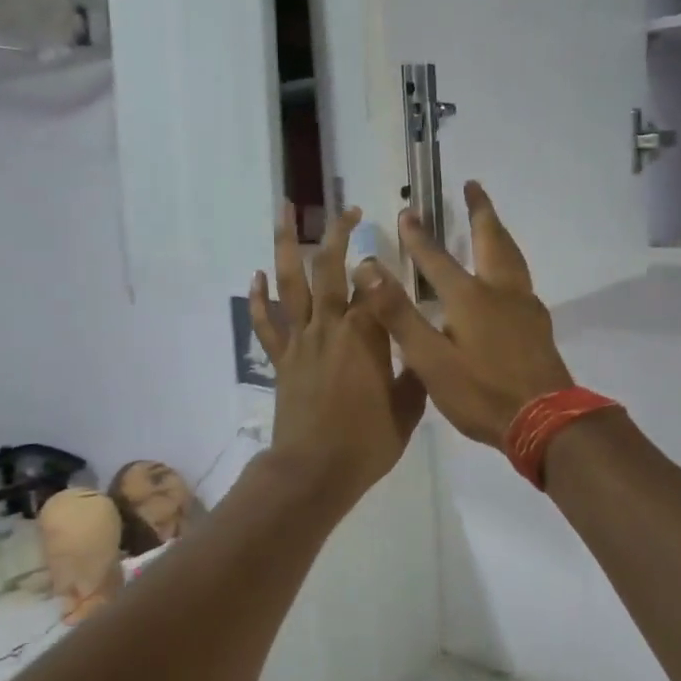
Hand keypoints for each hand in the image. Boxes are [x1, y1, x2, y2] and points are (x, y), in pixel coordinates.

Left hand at [250, 205, 427, 503]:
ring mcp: (300, 340)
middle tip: (347, 210)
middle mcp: (330, 326)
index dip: (383, 264)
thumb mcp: (408, 409)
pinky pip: (266, 323)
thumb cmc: (367, 442)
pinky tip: (256, 275)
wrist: (315, 470)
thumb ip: (416, 373)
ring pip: (289, 283)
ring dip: (285, 244)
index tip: (392, 251)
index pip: (375, 285)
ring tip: (284, 211)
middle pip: (329, 267)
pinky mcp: (280, 360)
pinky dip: (259, 298)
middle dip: (338, 233)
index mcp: (366, 334)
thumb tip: (425, 348)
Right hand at [354, 183, 573, 447]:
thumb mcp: (430, 360)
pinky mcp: (538, 324)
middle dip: (479, 211)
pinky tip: (508, 278)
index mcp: (469, 298)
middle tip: (473, 185)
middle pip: (490, 240)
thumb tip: (369, 270)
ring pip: (512, 256)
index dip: (418, 236)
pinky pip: (522, 278)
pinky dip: (510, 261)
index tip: (408, 210)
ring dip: (499, 232)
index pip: (436, 259)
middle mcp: (499, 292)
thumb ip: (399, 315)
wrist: (545, 420)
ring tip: (492, 221)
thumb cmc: (481, 392)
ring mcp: (524, 307)